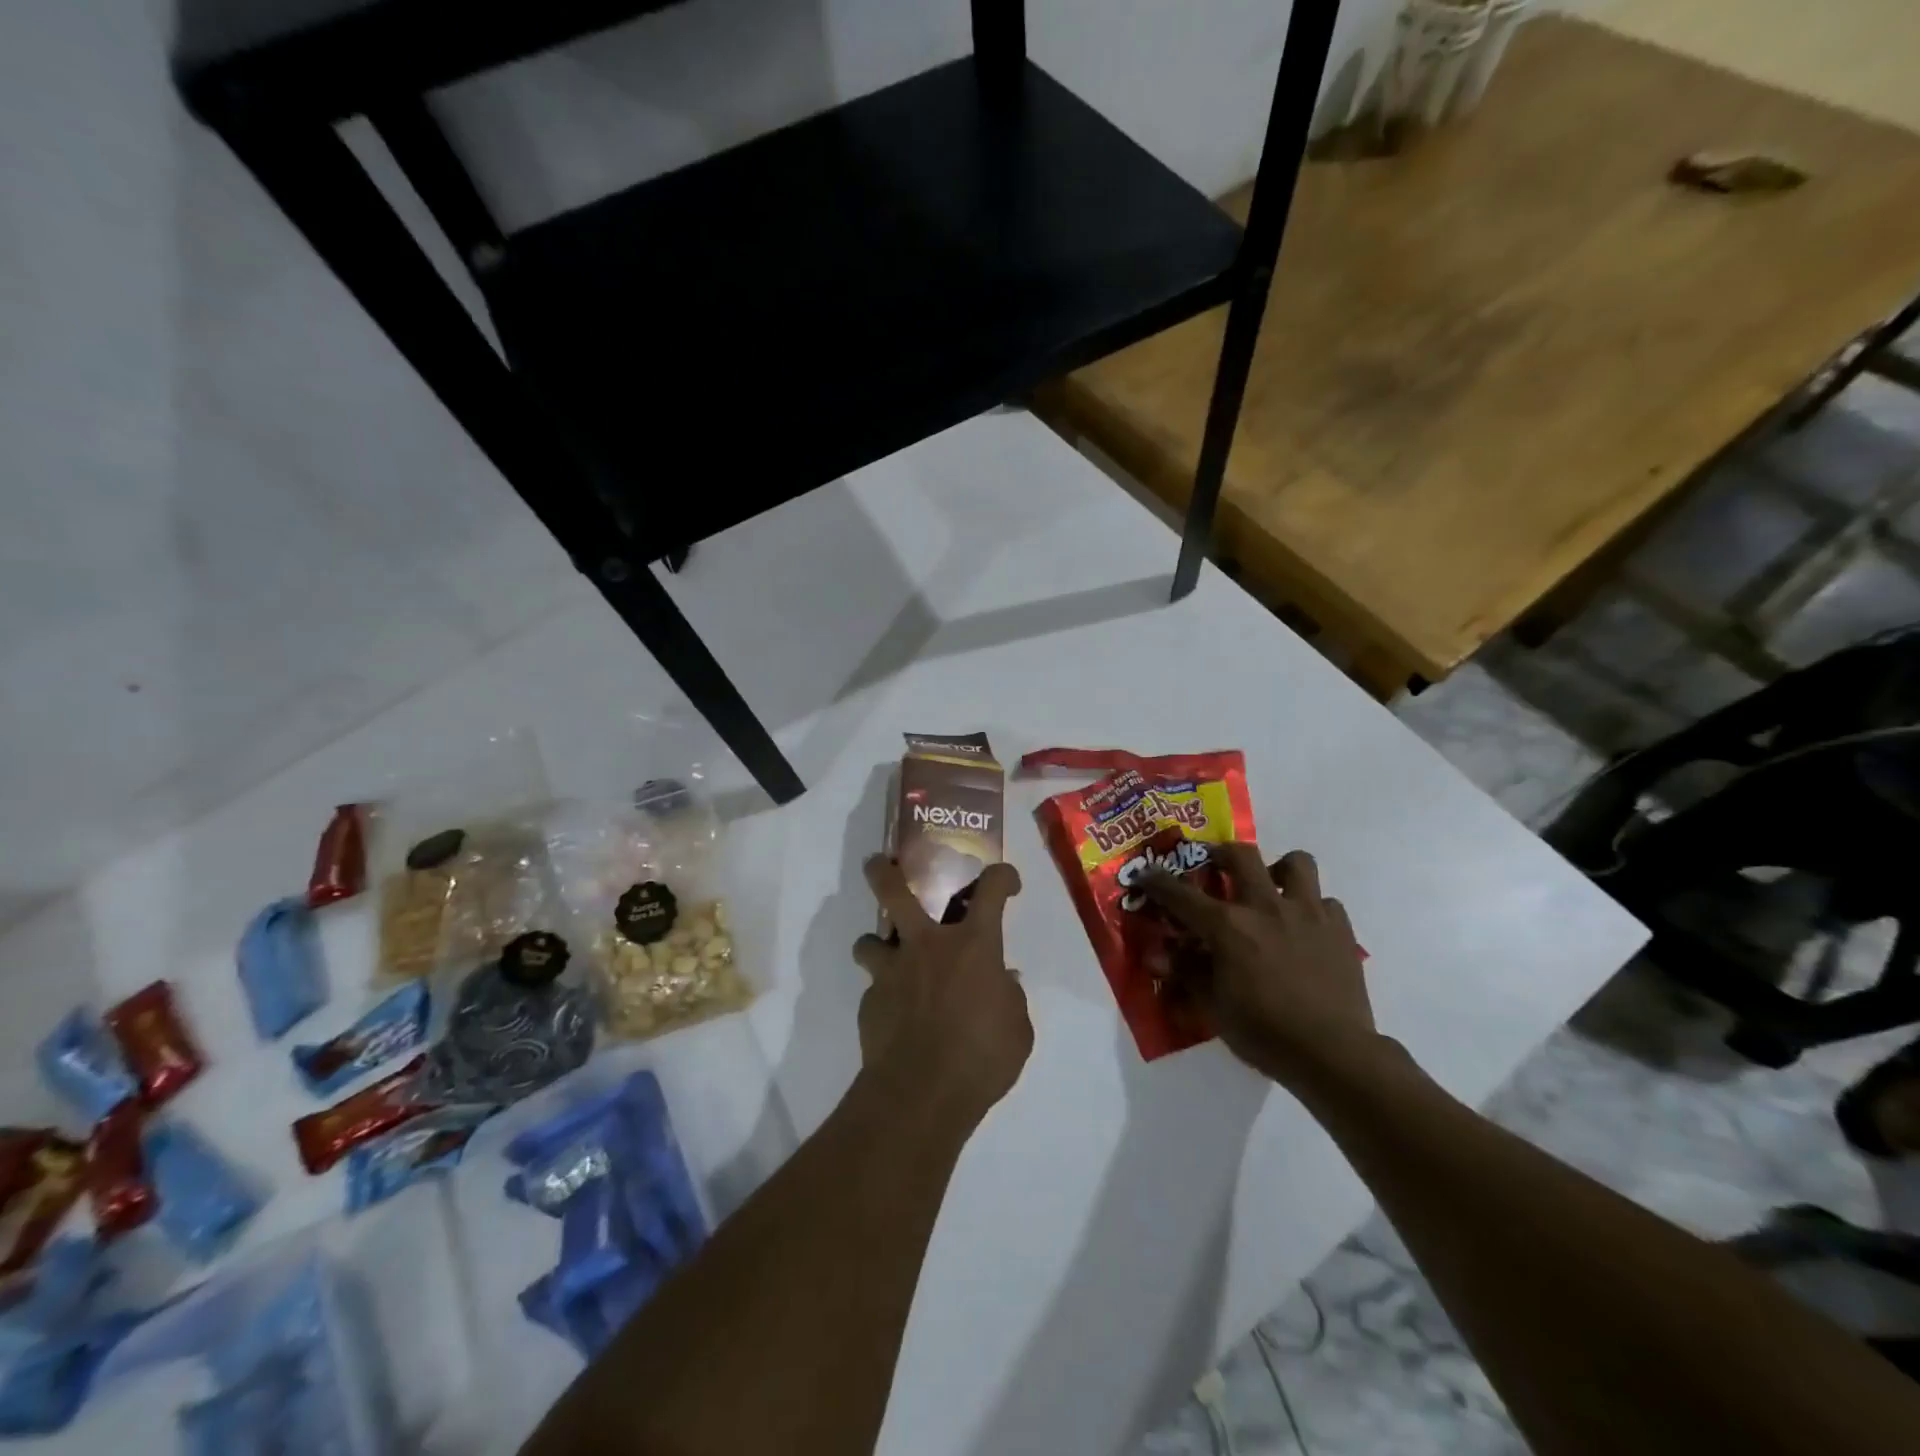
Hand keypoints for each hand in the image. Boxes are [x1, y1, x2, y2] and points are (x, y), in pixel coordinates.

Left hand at [852, 857, 1032, 1123]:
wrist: (921, 1095)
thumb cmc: (982, 1058)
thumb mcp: (1017, 1029)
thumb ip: (1009, 997)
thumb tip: (1002, 981)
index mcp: (973, 945)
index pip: (991, 890)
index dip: (1001, 877)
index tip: (1004, 880)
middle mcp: (928, 945)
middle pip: (896, 891)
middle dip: (884, 872)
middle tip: (880, 864)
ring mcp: (892, 971)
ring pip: (869, 940)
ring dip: (877, 945)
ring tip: (887, 959)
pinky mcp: (870, 1002)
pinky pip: (875, 988)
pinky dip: (885, 995)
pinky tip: (896, 1018)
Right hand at [1141, 845, 1376, 1088]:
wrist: (1333, 1053)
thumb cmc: (1264, 1032)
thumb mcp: (1213, 1007)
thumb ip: (1186, 973)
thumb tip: (1158, 956)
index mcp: (1227, 926)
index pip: (1180, 894)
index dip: (1158, 881)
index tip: (1146, 875)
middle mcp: (1265, 907)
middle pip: (1240, 855)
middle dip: (1222, 855)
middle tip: (1217, 868)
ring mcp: (1308, 913)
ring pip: (1296, 863)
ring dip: (1279, 870)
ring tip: (1272, 889)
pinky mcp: (1341, 929)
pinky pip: (1327, 902)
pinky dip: (1314, 908)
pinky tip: (1307, 928)